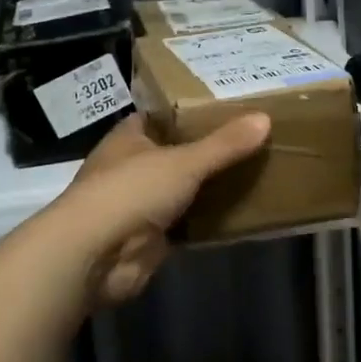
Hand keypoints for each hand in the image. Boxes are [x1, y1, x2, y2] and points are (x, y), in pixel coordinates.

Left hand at [49, 111, 271, 306]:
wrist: (95, 254)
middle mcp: (132, 168)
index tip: (227, 107)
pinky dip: (208, 222)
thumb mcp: (183, 162)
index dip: (189, 111)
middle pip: (176, 154)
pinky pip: (187, 224)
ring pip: (182, 191)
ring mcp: (140, 205)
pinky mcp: (150, 239)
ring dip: (209, 188)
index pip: (161, 116)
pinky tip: (242, 214)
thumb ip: (223, 145)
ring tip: (256, 173)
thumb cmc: (131, 191)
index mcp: (129, 138)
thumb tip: (265, 119)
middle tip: (253, 140)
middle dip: (207, 151)